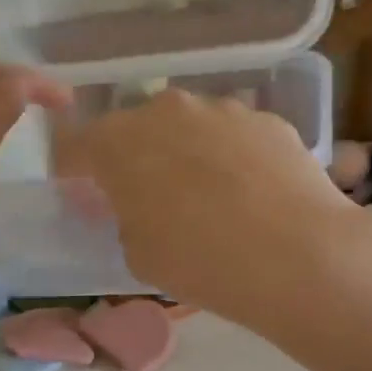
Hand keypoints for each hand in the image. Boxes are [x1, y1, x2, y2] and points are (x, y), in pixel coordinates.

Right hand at [57, 89, 369, 332]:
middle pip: (135, 128)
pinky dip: (232, 157)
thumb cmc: (200, 261)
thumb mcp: (138, 253)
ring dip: (186, 152)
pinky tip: (252, 193)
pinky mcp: (267, 119)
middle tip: (147, 194)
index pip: (75, 145)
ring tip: (209, 195)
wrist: (299, 255)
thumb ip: (125, 217)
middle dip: (134, 156)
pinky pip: (234, 135)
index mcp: (118, 142)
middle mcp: (165, 111)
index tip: (79, 187)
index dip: (72, 167)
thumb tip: (138, 204)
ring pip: (189, 126)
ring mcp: (221, 109)